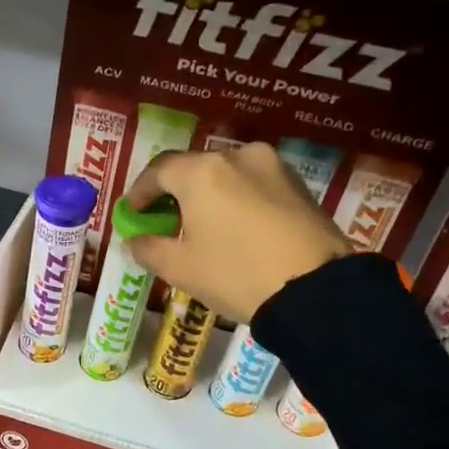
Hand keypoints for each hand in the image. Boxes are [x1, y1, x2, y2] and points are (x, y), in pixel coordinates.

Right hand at [127, 142, 352, 323]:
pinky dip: (237, 198)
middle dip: (174, 191)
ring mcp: (272, 166)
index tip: (132, 212)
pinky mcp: (298, 183)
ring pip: (227, 174)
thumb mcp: (181, 269)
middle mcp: (236, 157)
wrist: (316, 290)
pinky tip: (236, 225)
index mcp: (201, 172)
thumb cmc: (237, 275)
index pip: (158, 170)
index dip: (139, 191)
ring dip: (208, 193)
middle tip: (165, 218)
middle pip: (193, 168)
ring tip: (203, 224)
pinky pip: (254, 183)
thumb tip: (135, 240)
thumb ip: (149, 248)